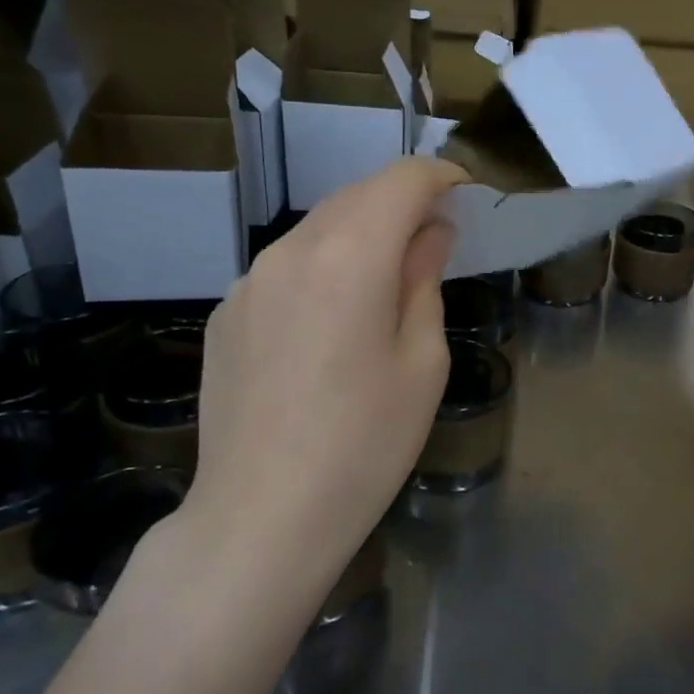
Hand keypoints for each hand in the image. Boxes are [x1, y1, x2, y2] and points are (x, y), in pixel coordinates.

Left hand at [176, 158, 465, 596]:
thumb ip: (424, 282)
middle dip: (401, 201)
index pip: (400, 181)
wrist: (261, 516)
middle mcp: (290, 251)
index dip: (440, 177)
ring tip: (389, 278)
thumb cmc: (364, 444)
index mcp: (348, 257)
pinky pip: (286, 268)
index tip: (467, 195)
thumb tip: (429, 235)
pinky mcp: (226, 314)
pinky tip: (333, 320)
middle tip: (438, 236)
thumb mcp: (421, 363)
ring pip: (317, 229)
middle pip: (355, 196)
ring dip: (361, 233)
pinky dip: (323, 267)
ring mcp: (248, 282)